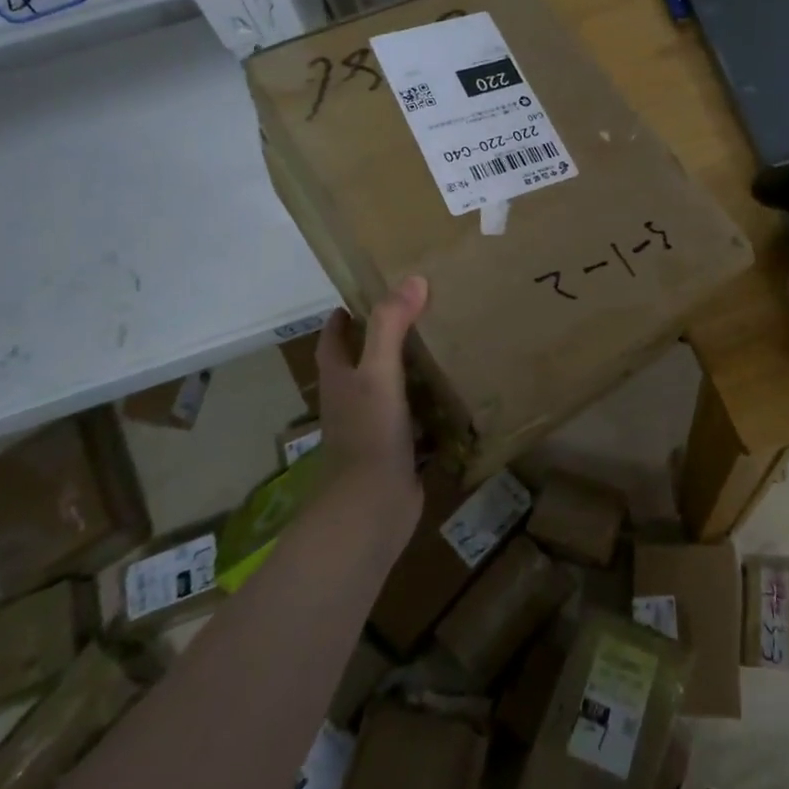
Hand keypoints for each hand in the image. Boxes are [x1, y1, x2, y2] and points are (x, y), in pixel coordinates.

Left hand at [316, 276, 427, 507]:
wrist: (371, 508)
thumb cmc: (368, 434)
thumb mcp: (378, 372)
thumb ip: (391, 326)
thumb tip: (413, 279)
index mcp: (340, 379)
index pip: (333, 338)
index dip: (344, 316)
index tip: (367, 295)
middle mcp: (351, 401)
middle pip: (362, 362)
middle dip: (383, 339)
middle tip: (419, 314)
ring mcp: (373, 428)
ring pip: (389, 391)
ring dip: (408, 372)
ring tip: (443, 346)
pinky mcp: (396, 451)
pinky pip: (414, 420)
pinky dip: (429, 407)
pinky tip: (455, 396)